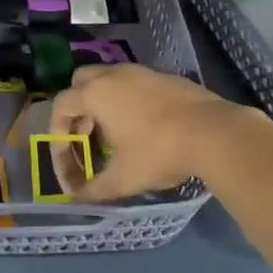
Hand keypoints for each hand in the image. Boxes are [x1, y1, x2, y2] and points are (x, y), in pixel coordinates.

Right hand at [48, 63, 255, 202]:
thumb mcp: (123, 178)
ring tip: (113, 134)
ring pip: (109, 80)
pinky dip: (127, 100)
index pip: (61, 106)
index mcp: (96, 93)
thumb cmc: (159, 152)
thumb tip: (76, 201)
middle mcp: (114, 75)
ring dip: (102, 103)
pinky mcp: (165, 76)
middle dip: (77, 110)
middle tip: (86, 137)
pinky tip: (143, 126)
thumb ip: (94, 190)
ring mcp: (141, 72)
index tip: (68, 161)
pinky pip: (134, 83)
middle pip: (81, 83)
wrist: (215, 132)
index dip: (58, 135)